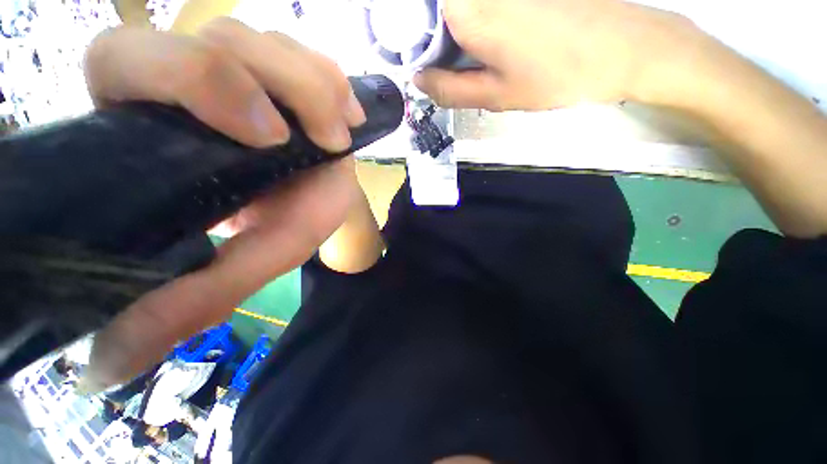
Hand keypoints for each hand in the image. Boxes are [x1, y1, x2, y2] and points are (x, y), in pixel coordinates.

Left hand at [80, 18, 366, 390]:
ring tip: (341, 131)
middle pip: (213, 36)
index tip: (272, 139)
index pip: (128, 60)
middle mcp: (188, 79)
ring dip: (312, 83)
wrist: (318, 196)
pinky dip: (330, 76)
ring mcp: (242, 65)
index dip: (200, 82)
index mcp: (153, 121)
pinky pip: (303, 47)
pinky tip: (347, 112)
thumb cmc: (286, 222)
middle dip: (279, 80)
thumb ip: (198, 295)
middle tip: (324, 138)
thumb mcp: (255, 256)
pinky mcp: (285, 69)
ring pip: (262, 37)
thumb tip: (111, 367)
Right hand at [414, 0, 704, 110]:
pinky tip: (486, 44)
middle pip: (436, 9)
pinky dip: (471, 23)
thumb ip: (450, 90)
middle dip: (428, 37)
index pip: (416, 14)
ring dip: (451, 32)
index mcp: (467, 11)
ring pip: (457, 9)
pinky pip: (481, 7)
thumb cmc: (557, 76)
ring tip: (468, 59)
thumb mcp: (496, 96)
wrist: (623, 47)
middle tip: (438, 67)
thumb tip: (419, 80)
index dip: (408, 39)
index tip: (416, 62)